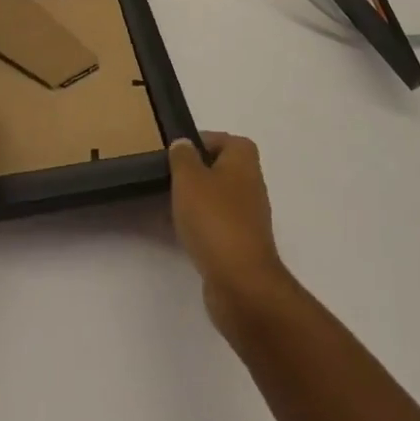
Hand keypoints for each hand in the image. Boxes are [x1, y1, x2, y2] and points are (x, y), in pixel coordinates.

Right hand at [168, 133, 289, 330]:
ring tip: (168, 205)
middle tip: (167, 179)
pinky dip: (200, 225)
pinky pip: (217, 224)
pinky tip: (180, 232)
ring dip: (196, 201)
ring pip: (217, 197)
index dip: (199, 142)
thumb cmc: (214, 219)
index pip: (223, 139)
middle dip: (194, 173)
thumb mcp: (189, 178)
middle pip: (220, 168)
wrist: (241, 281)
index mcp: (244, 160)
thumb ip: (183, 157)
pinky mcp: (242, 243)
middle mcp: (251, 182)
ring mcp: (249, 215)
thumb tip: (184, 143)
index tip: (174, 154)